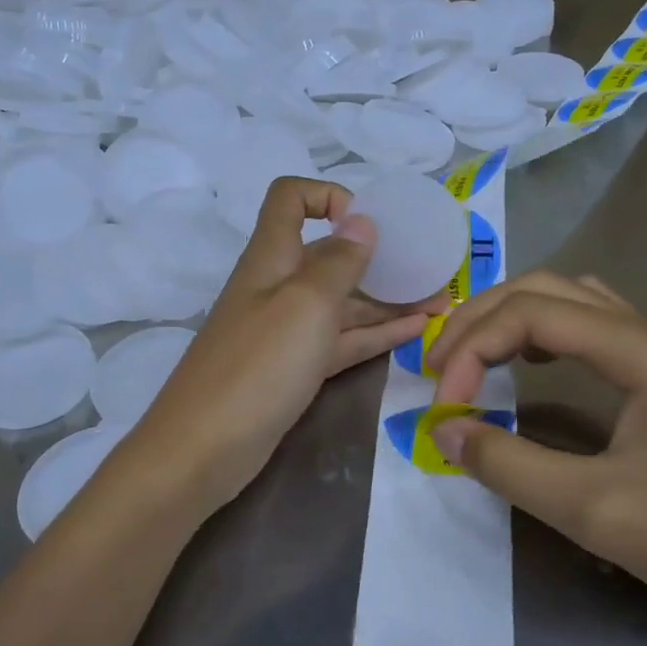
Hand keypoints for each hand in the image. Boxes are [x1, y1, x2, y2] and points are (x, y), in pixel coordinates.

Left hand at [126, 177, 438, 519]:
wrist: (204, 449)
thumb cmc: (257, 365)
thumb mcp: (305, 305)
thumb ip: (338, 261)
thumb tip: (360, 220)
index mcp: (272, 257)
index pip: (290, 199)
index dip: (327, 196)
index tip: (367, 221)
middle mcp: (279, 286)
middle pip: (329, 255)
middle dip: (379, 256)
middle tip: (432, 269)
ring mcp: (286, 331)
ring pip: (343, 302)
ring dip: (389, 299)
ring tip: (442, 304)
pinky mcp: (295, 369)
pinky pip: (342, 340)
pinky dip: (376, 333)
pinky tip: (417, 331)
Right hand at [426, 271, 646, 633]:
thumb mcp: (593, 509)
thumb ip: (508, 465)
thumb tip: (443, 431)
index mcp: (640, 349)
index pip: (530, 314)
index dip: (472, 349)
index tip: (444, 408)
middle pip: (545, 290)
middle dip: (481, 320)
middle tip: (439, 369)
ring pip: (570, 301)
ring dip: (511, 318)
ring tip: (471, 357)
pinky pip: (591, 327)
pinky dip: (543, 334)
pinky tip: (528, 365)